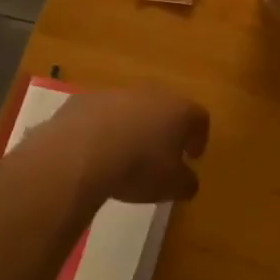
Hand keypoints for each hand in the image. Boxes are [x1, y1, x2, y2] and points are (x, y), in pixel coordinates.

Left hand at [39, 87, 208, 203]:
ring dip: (132, 127)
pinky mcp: (85, 100)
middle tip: (160, 155)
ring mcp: (117, 93)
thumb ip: (186, 182)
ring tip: (124, 155)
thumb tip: (188, 180)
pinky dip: (103, 129)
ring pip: (132, 109)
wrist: (80, 152)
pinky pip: (101, 114)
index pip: (199, 118)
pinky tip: (95, 152)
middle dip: (164, 129)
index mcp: (178, 111)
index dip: (199, 137)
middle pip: (165, 108)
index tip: (193, 157)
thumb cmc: (138, 167)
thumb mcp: (172, 186)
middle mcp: (151, 94)